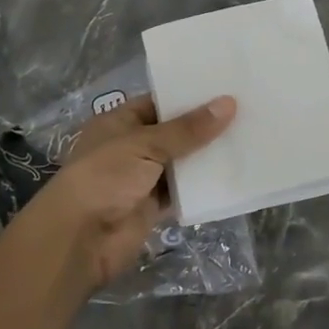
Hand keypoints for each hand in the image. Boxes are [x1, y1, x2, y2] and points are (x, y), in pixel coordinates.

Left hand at [14, 94, 236, 296]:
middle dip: (204, 126)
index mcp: (119, 122)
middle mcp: (131, 147)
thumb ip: (188, 128)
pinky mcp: (153, 206)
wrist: (80, 240)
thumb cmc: (105, 177)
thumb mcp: (146, 144)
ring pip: (181, 162)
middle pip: (174, 132)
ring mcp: (142, 178)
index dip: (189, 96)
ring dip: (207, 155)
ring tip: (248, 137)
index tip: (226, 87)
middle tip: (247, 109)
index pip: (159, 102)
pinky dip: (203, 185)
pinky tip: (234, 172)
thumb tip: (229, 103)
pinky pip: (183, 191)